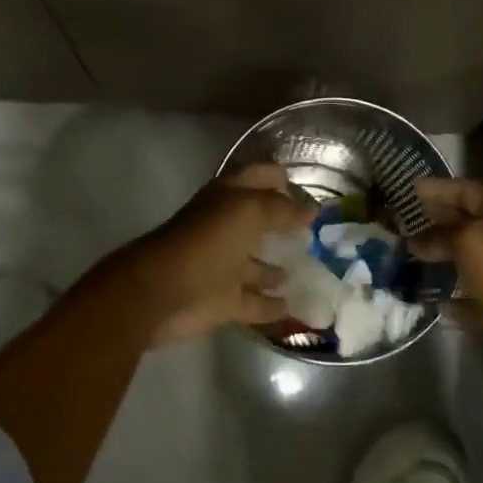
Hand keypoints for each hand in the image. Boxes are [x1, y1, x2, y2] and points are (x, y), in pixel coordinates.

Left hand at [128, 163, 311, 344]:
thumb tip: (310, 210)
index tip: (310, 186)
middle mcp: (226, 229)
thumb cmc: (206, 242)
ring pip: (258, 265)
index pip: (258, 177)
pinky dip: (274, 305)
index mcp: (227, 198)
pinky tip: (299, 306)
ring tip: (315, 269)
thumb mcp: (248, 211)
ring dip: (280, 267)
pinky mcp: (224, 302)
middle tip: (321, 231)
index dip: (280, 177)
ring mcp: (224, 267)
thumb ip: (281, 208)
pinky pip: (256, 303)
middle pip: (259, 222)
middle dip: (285, 224)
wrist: (161, 293)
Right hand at [410, 177, 482, 343]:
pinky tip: (437, 302)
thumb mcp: (470, 242)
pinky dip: (459, 298)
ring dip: (445, 258)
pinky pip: (478, 297)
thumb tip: (417, 241)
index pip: (467, 191)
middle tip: (406, 223)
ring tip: (414, 258)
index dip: (439, 188)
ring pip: (472, 260)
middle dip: (438, 223)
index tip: (412, 188)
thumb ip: (442, 236)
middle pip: (469, 225)